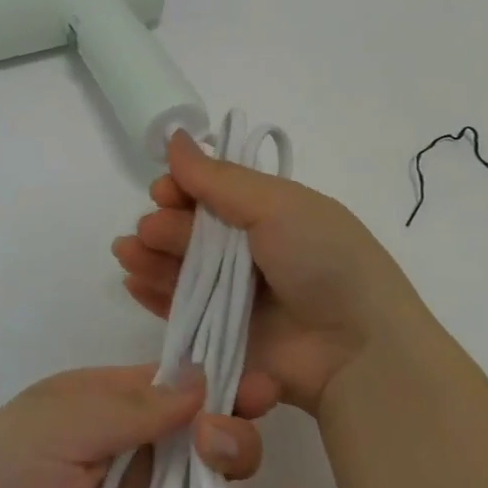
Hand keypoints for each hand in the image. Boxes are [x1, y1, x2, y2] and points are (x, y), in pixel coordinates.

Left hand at [0, 364, 340, 487]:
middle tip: (225, 451)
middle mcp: (140, 466)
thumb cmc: (4, 480)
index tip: (262, 390)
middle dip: (235, 444)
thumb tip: (201, 376)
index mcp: (113, 412)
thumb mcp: (59, 422)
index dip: (223, 387)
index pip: (181, 391)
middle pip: (210, 450)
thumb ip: (131, 406)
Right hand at [113, 131, 428, 414]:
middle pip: (190, 231)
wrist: (358, 351)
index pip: (211, 193)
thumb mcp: (277, 206)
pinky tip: (131, 281)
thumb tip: (174, 136)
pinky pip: (179, 312)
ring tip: (128, 253)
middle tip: (152, 230)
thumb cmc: (323, 261)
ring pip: (178, 269)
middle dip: (164, 224)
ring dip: (149, 256)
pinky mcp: (221, 337)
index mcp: (268, 213)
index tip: (166, 190)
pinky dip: (153, 294)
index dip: (183, 188)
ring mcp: (234, 297)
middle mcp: (248, 251)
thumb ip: (218, 178)